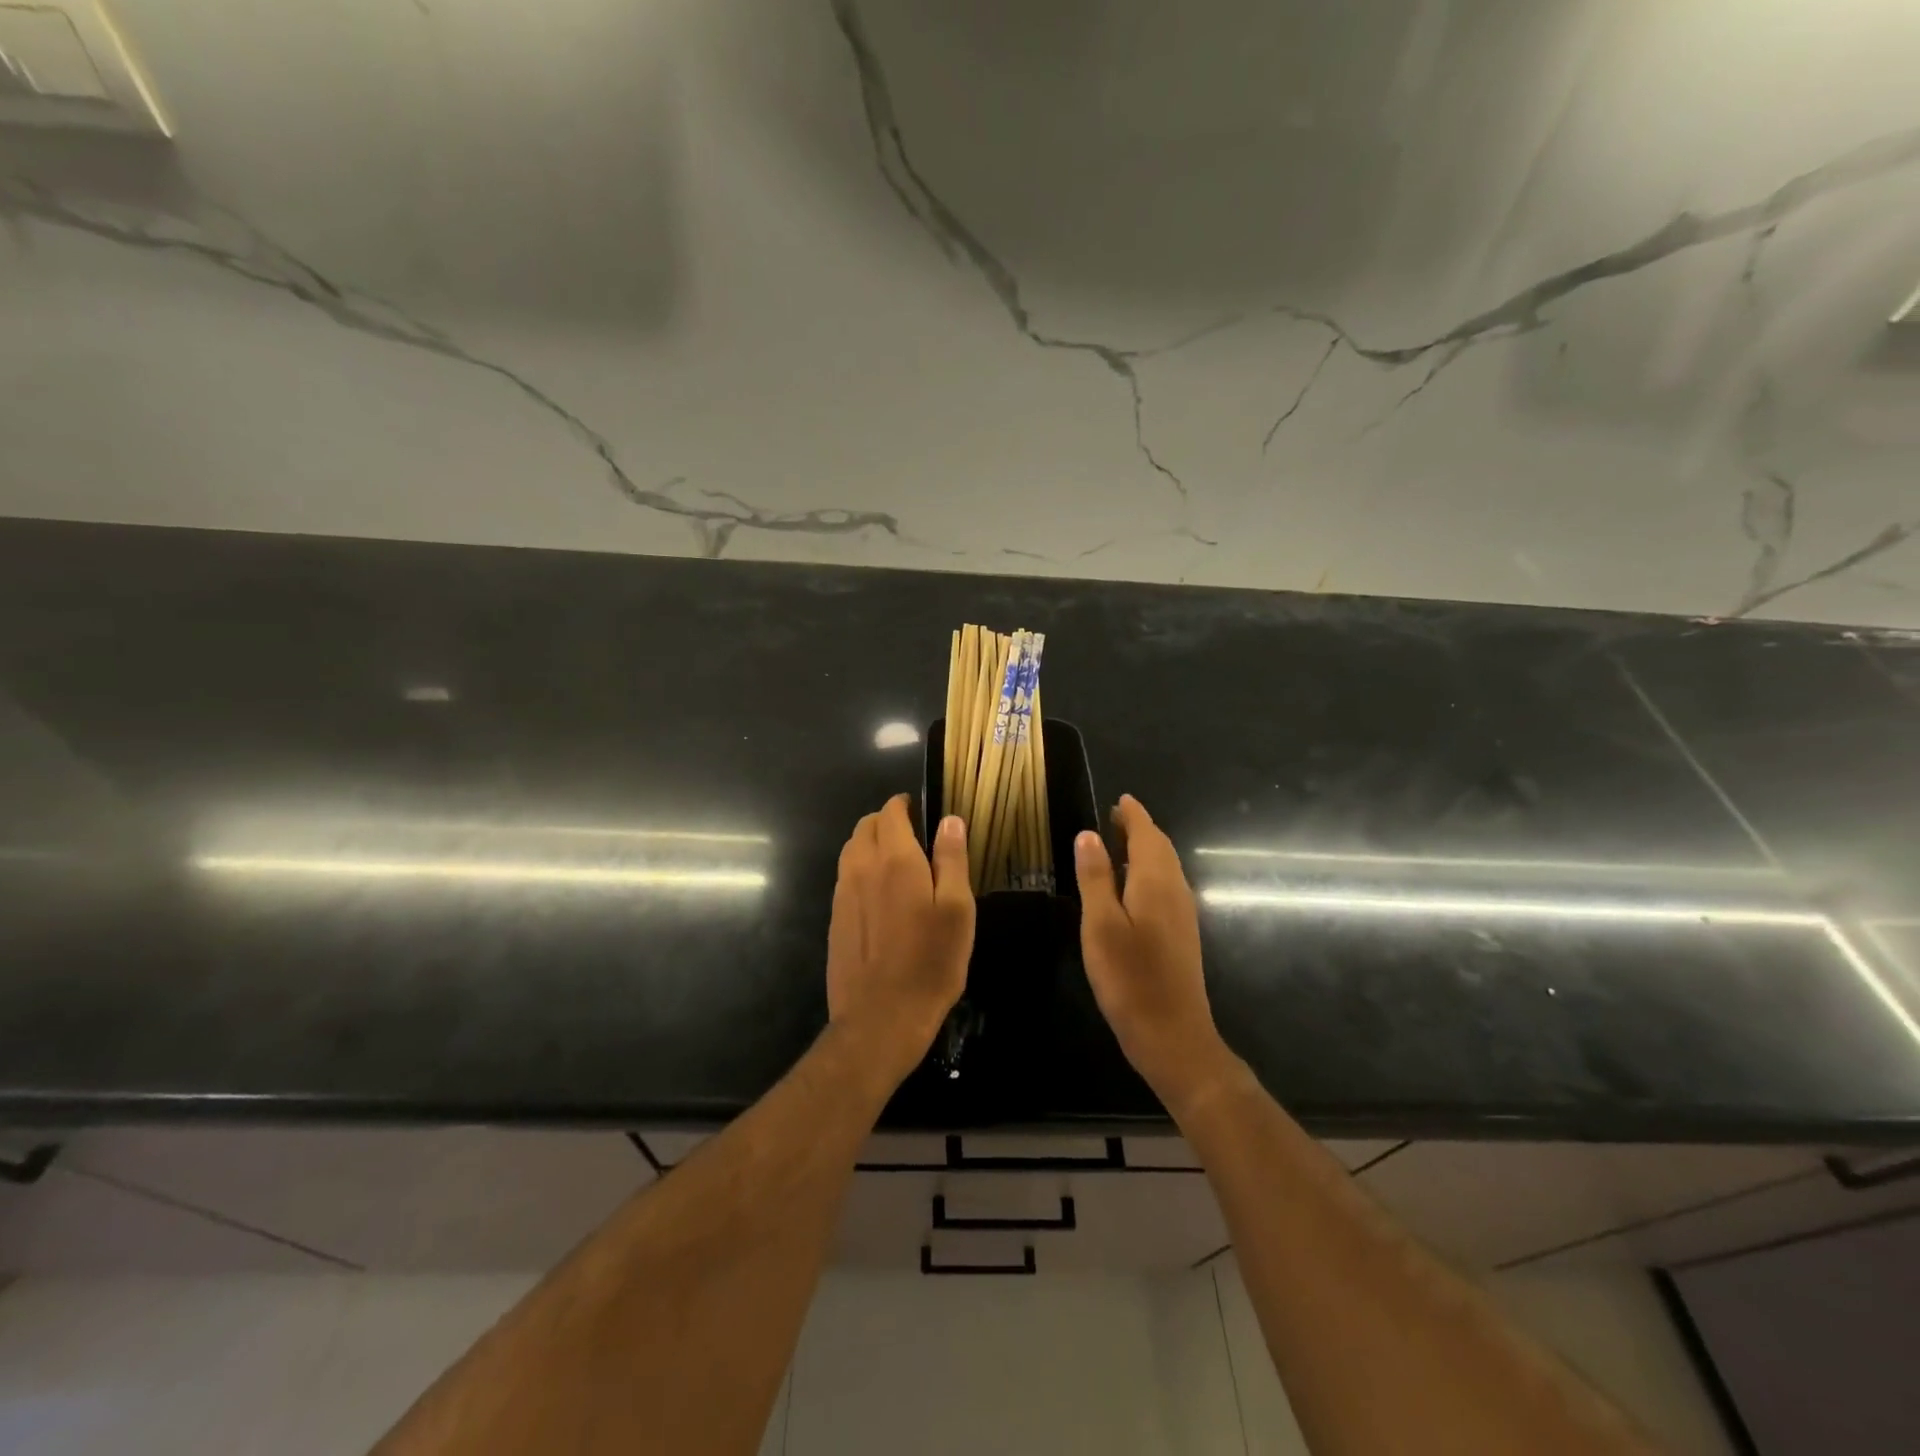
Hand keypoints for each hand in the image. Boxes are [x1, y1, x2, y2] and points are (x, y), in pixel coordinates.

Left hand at [825, 796, 974, 1087]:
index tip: (920, 810)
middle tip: (913, 835)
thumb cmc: (930, 962)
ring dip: (870, 844)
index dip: (904, 805)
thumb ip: (951, 859)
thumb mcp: (957, 910)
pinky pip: (845, 878)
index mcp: (894, 859)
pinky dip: (861, 870)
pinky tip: (880, 895)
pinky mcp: (835, 919)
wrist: (880, 1018)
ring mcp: (842, 894)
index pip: (890, 812)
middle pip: (865, 826)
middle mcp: (861, 868)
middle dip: (886, 821)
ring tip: (897, 862)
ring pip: (851, 850)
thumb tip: (949, 820)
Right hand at [1075, 795, 1232, 1113]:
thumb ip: (1095, 877)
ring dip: (1145, 850)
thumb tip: (1088, 834)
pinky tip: (1131, 887)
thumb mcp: (1100, 925)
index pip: (1147, 834)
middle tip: (1114, 817)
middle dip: (1140, 829)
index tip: (1119, 800)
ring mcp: (1182, 913)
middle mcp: (1175, 890)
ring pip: (1166, 867)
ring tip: (1118, 844)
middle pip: (1160, 848)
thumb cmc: (1130, 978)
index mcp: (1155, 882)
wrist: (1173, 1035)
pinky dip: (1149, 872)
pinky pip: (1166, 886)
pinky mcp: (1181, 934)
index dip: (1133, 815)